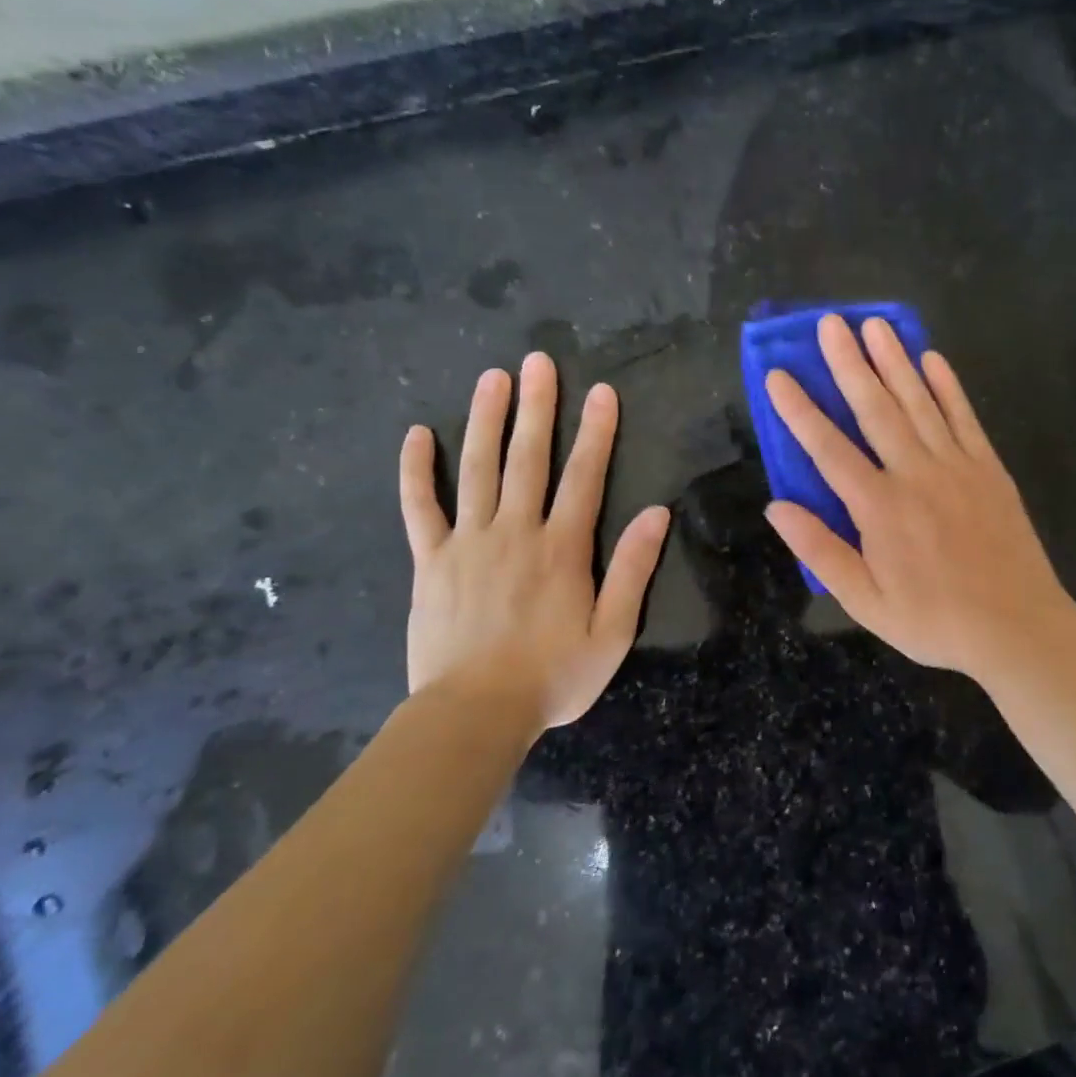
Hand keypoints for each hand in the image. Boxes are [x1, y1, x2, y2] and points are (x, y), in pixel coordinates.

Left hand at [399, 356, 670, 730]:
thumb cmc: (553, 676)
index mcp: (562, 548)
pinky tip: (418, 435)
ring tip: (492, 378)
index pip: (584, 476)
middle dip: (536, 407)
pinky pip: (420, 508)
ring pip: (477, 469)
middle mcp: (516, 532)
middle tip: (538, 361)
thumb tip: (658, 513)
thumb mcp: (613, 632)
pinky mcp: (431, 560)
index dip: (596, 431)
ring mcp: (468, 543)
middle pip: (528, 458)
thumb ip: (633, 569)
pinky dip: (417, 470)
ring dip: (486, 420)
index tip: (601, 392)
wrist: (475, 715)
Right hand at [764, 314, 1075, 680]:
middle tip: (831, 323)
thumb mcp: (865, 602)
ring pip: (919, 402)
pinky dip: (948, 387)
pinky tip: (933, 359)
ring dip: (895, 361)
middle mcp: (915, 474)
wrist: (1017, 628)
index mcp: (879, 507)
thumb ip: (820, 551)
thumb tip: (776, 506)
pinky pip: (964, 418)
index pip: (828, 449)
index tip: (778, 374)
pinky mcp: (989, 469)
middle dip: (849, 364)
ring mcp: (957, 466)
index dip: (800, 411)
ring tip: (875, 324)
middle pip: (875, 409)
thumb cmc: (935, 620)